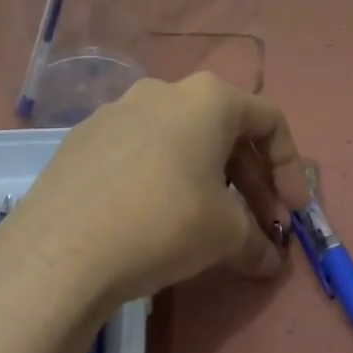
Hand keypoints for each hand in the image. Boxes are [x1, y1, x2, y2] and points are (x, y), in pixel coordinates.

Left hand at [0, 73, 310, 312]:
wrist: (60, 250)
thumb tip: (267, 260)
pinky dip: (164, 180)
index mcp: (207, 99)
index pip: (269, 121)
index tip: (292, 214)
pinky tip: (156, 221)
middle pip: (225, 132)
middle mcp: (162, 91)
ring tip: (211, 228)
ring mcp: (116, 112)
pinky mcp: (82, 140)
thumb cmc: (163, 224)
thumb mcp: (225, 235)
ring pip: (181, 142)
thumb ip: (257, 242)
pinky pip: (140, 154)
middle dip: (251, 182)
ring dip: (209, 181)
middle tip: (260, 227)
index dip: (290, 169)